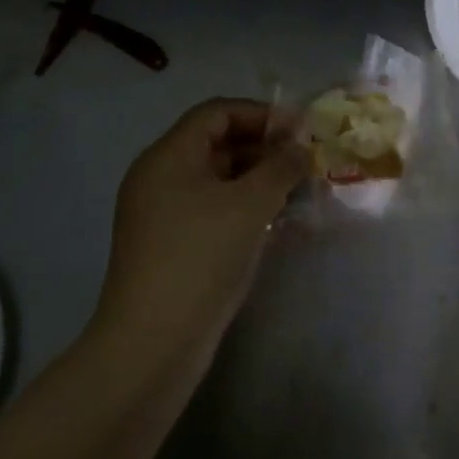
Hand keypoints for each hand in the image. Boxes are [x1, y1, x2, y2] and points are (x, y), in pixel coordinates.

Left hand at [96, 99, 307, 349]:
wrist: (152, 345)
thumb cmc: (201, 257)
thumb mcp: (251, 204)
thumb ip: (281, 166)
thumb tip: (301, 146)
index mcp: (169, 156)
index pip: (218, 113)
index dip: (261, 114)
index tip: (300, 131)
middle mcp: (161, 177)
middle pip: (218, 143)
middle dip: (265, 148)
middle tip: (305, 162)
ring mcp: (163, 214)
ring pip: (219, 180)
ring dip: (260, 180)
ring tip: (300, 191)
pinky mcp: (172, 246)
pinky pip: (214, 210)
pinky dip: (246, 208)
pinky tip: (279, 222)